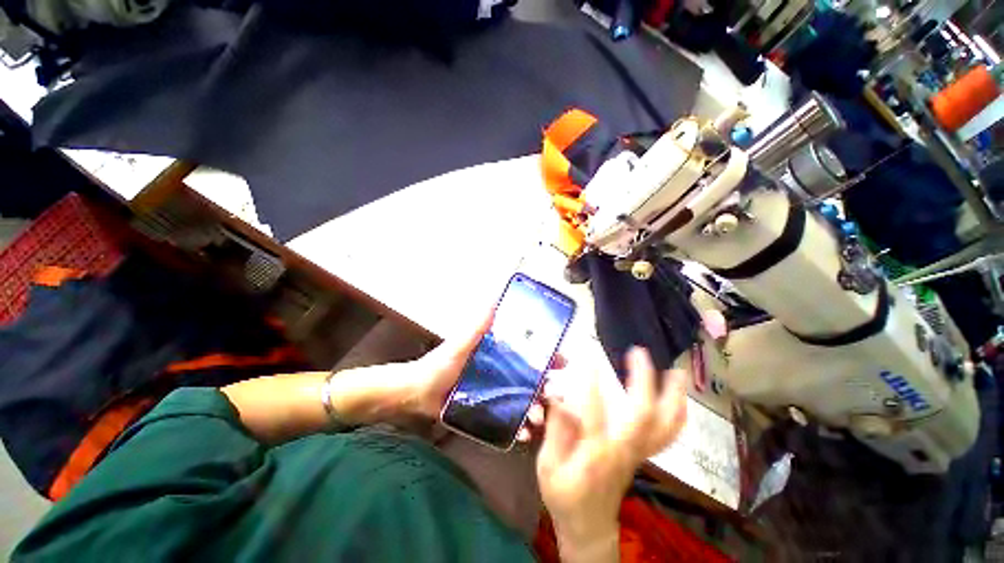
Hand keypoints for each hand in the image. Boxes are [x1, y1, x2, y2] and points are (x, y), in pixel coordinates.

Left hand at [404, 313, 564, 441]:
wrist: (417, 394)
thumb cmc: (439, 365)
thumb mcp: (459, 345)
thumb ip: (476, 327)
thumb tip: (494, 300)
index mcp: (498, 353)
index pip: (529, 353)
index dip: (547, 356)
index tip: (563, 363)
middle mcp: (501, 371)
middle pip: (531, 378)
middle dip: (546, 387)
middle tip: (555, 397)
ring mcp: (496, 392)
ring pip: (523, 399)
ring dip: (535, 409)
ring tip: (538, 420)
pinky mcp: (490, 410)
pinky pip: (509, 417)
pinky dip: (518, 425)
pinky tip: (523, 435)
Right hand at [536, 347, 686, 545]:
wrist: (588, 526)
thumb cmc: (564, 496)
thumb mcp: (547, 465)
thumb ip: (556, 428)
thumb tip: (559, 396)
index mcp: (594, 455)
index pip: (593, 415)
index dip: (590, 385)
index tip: (587, 359)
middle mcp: (622, 451)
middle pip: (642, 416)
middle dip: (643, 381)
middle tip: (638, 352)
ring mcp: (638, 453)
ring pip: (664, 426)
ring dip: (673, 397)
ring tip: (678, 372)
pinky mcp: (642, 454)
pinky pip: (666, 433)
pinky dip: (676, 413)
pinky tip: (678, 395)